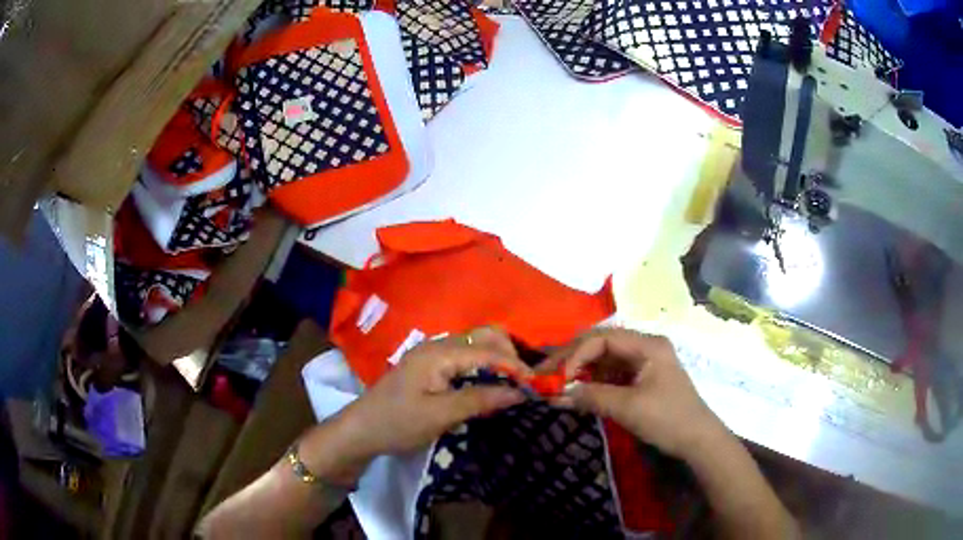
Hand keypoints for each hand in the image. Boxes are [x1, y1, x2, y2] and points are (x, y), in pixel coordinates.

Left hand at [301, 327, 529, 483]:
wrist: (361, 430)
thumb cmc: (398, 423)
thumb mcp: (440, 415)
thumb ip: (479, 400)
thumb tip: (518, 393)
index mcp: (438, 353)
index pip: (487, 350)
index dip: (514, 366)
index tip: (536, 385)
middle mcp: (436, 345)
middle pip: (482, 337)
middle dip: (508, 354)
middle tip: (524, 382)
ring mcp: (431, 354)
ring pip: (474, 345)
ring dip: (496, 359)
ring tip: (512, 383)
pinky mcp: (429, 366)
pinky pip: (464, 357)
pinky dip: (482, 366)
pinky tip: (488, 384)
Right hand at [547, 328, 728, 460]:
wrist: (697, 441)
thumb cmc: (668, 419)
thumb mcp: (628, 408)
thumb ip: (591, 397)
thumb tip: (554, 395)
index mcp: (647, 345)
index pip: (602, 338)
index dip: (575, 354)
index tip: (557, 377)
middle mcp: (644, 346)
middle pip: (601, 343)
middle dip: (572, 358)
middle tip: (544, 374)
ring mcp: (643, 362)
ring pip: (603, 359)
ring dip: (579, 370)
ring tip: (555, 383)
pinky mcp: (640, 379)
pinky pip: (610, 374)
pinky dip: (591, 382)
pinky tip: (576, 391)